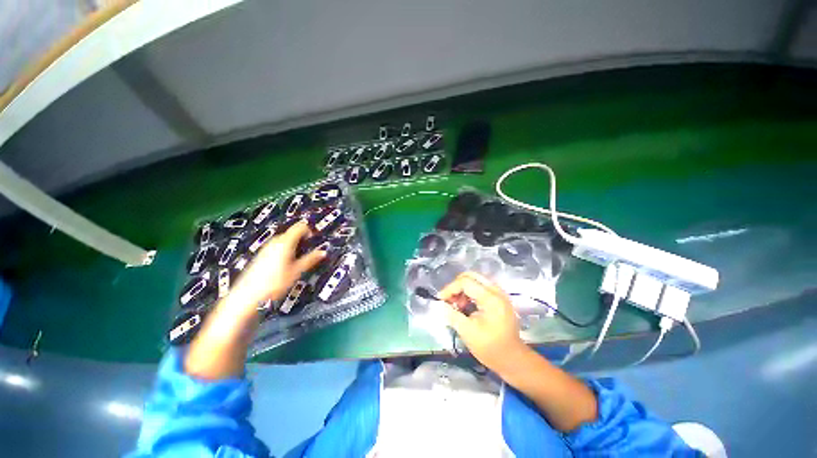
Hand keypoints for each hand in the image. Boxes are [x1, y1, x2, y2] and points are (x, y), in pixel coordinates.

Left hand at [226, 221, 325, 309]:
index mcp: (285, 242)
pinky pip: (277, 247)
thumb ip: (311, 259)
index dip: (310, 230)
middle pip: (292, 232)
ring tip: (299, 259)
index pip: (300, 227)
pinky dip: (285, 250)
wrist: (247, 295)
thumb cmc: (274, 283)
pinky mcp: (262, 255)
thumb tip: (323, 252)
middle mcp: (275, 241)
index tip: (315, 239)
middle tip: (310, 251)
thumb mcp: (297, 271)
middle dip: (303, 239)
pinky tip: (286, 264)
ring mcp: (267, 248)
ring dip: (294, 245)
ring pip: (285, 240)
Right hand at [438, 272, 528, 374]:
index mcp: (490, 298)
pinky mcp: (498, 299)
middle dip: (456, 286)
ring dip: (462, 290)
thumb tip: (441, 304)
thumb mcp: (467, 332)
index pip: (465, 282)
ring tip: (457, 306)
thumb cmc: (490, 347)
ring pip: (475, 280)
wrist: (512, 360)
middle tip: (449, 300)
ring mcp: (499, 294)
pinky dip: (469, 293)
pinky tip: (465, 307)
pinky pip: (480, 288)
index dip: (450, 288)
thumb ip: (452, 315)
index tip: (441, 299)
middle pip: (471, 276)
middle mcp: (496, 291)